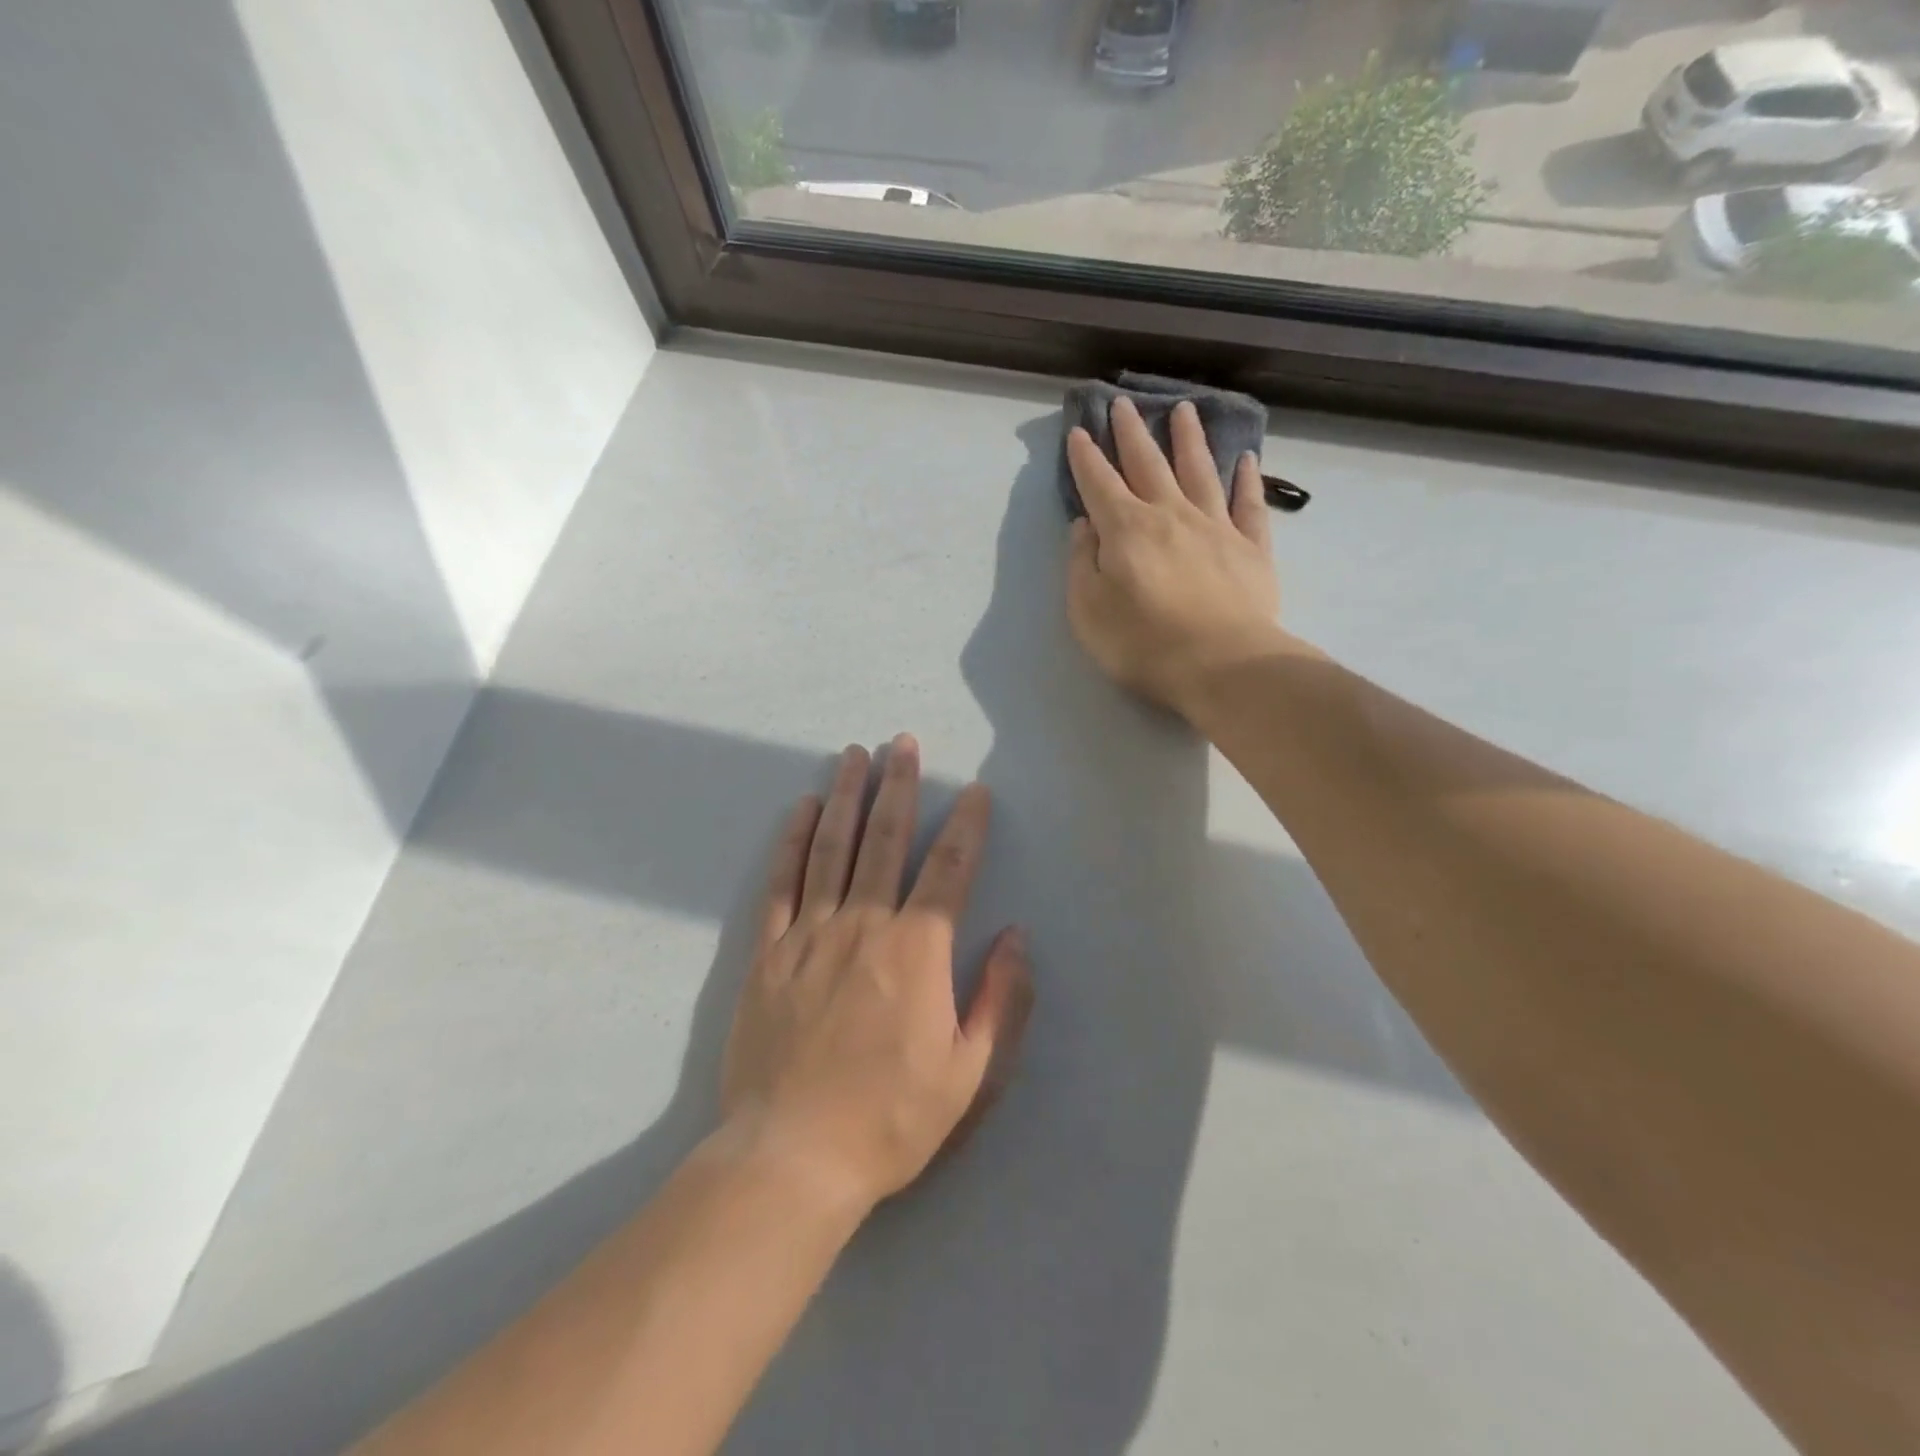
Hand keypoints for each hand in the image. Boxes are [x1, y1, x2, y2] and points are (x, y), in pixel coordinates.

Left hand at [720, 737, 1033, 1213]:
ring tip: (854, 755)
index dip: (966, 825)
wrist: (792, 1156)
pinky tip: (802, 809)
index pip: (949, 870)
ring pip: (832, 847)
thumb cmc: (891, 1119)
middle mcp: (865, 925)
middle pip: (885, 839)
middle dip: (898, 787)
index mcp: (918, 951)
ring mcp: (811, 933)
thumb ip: (1000, 1001)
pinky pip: (782, 881)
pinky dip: (793, 840)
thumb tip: (1017, 938)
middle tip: (902, 742)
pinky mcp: (769, 952)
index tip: (973, 791)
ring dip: (846, 796)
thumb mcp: (971, 1075)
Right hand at [1066, 396, 1283, 719]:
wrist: (1221, 665)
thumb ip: (1082, 564)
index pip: (1099, 483)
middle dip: (1132, 432)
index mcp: (1126, 529)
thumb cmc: (1142, 643)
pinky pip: (1249, 504)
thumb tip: (1085, 526)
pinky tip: (1246, 460)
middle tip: (1125, 403)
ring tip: (1186, 408)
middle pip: (1148, 463)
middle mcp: (1170, 515)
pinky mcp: (1252, 547)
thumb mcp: (1087, 611)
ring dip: (1190, 438)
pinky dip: (1247, 479)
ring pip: (1200, 470)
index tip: (1078, 431)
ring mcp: (1215, 527)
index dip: (1085, 457)